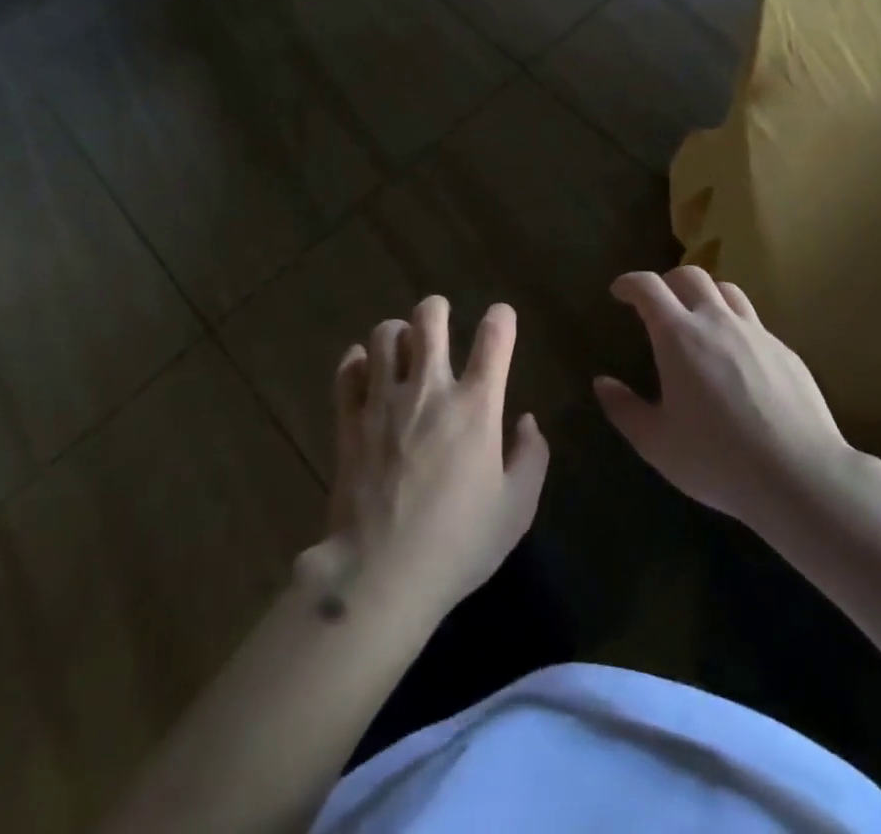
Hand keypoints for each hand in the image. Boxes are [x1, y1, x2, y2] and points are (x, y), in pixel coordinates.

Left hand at [319, 296, 548, 623]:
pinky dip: (359, 361)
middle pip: (429, 318)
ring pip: (385, 334)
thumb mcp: (515, 510)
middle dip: (437, 309)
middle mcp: (429, 389)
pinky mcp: (349, 417)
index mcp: (475, 407)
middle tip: (439, 318)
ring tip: (402, 347)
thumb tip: (526, 420)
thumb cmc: (458, 544)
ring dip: (397, 333)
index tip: (501, 317)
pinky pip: (349, 369)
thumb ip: (531, 458)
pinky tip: (367, 371)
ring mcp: (383, 399)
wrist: (380, 572)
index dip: (501, 319)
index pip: (494, 339)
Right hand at [596, 267, 866, 539]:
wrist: (801, 477)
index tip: (619, 291)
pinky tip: (736, 360)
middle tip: (657, 304)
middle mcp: (717, 321)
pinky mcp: (786, 352)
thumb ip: (624, 409)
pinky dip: (734, 326)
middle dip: (667, 281)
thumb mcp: (656, 443)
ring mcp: (756, 334)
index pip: (648, 286)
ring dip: (705, 295)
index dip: (629, 282)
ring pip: (727, 291)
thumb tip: (602, 383)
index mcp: (679, 335)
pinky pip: (754, 323)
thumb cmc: (718, 459)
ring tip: (697, 320)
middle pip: (690, 275)